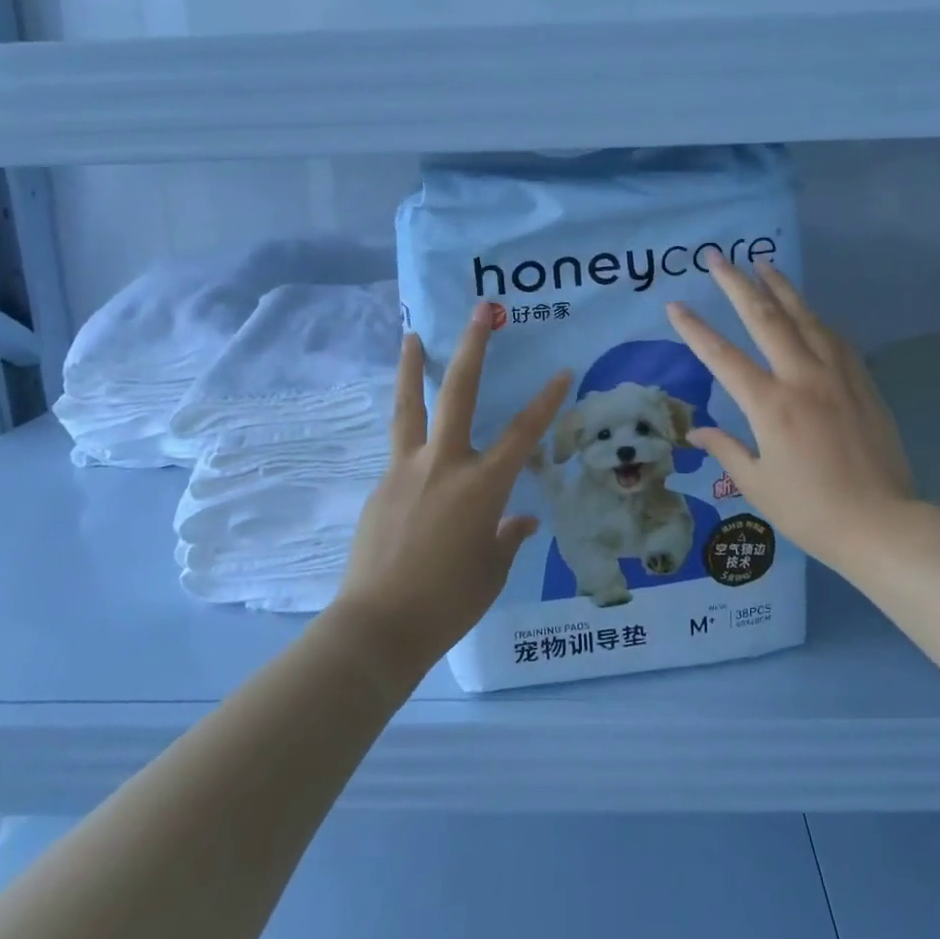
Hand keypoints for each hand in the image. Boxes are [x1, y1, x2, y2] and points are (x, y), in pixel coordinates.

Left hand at [333, 303, 570, 676]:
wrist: (377, 627)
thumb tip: (520, 521)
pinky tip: (418, 455)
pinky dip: (411, 438)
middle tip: (479, 311)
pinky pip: (400, 452)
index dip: (546, 401)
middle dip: (471, 347)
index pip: (523, 433)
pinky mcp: (380, 486)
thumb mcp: (491, 570)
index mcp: (481, 486)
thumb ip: (507, 537)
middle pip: (458, 392)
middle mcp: (444, 465)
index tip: (562, 371)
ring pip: (409, 406)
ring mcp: (405, 471)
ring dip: (410, 367)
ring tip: (410, 335)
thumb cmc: (448, 603)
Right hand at [665, 255, 917, 574]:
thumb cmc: (811, 511)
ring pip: (804, 317)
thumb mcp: (757, 485)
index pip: (722, 356)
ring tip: (762, 262)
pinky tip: (808, 310)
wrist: (882, 524)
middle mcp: (802, 378)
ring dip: (780, 287)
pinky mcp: (862, 381)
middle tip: (717, 257)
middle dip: (737, 284)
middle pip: (765, 318)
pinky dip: (816, 318)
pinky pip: (835, 337)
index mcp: (770, 405)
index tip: (674, 305)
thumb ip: (726, 449)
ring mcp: (837, 375)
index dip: (695, 329)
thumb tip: (696, 432)